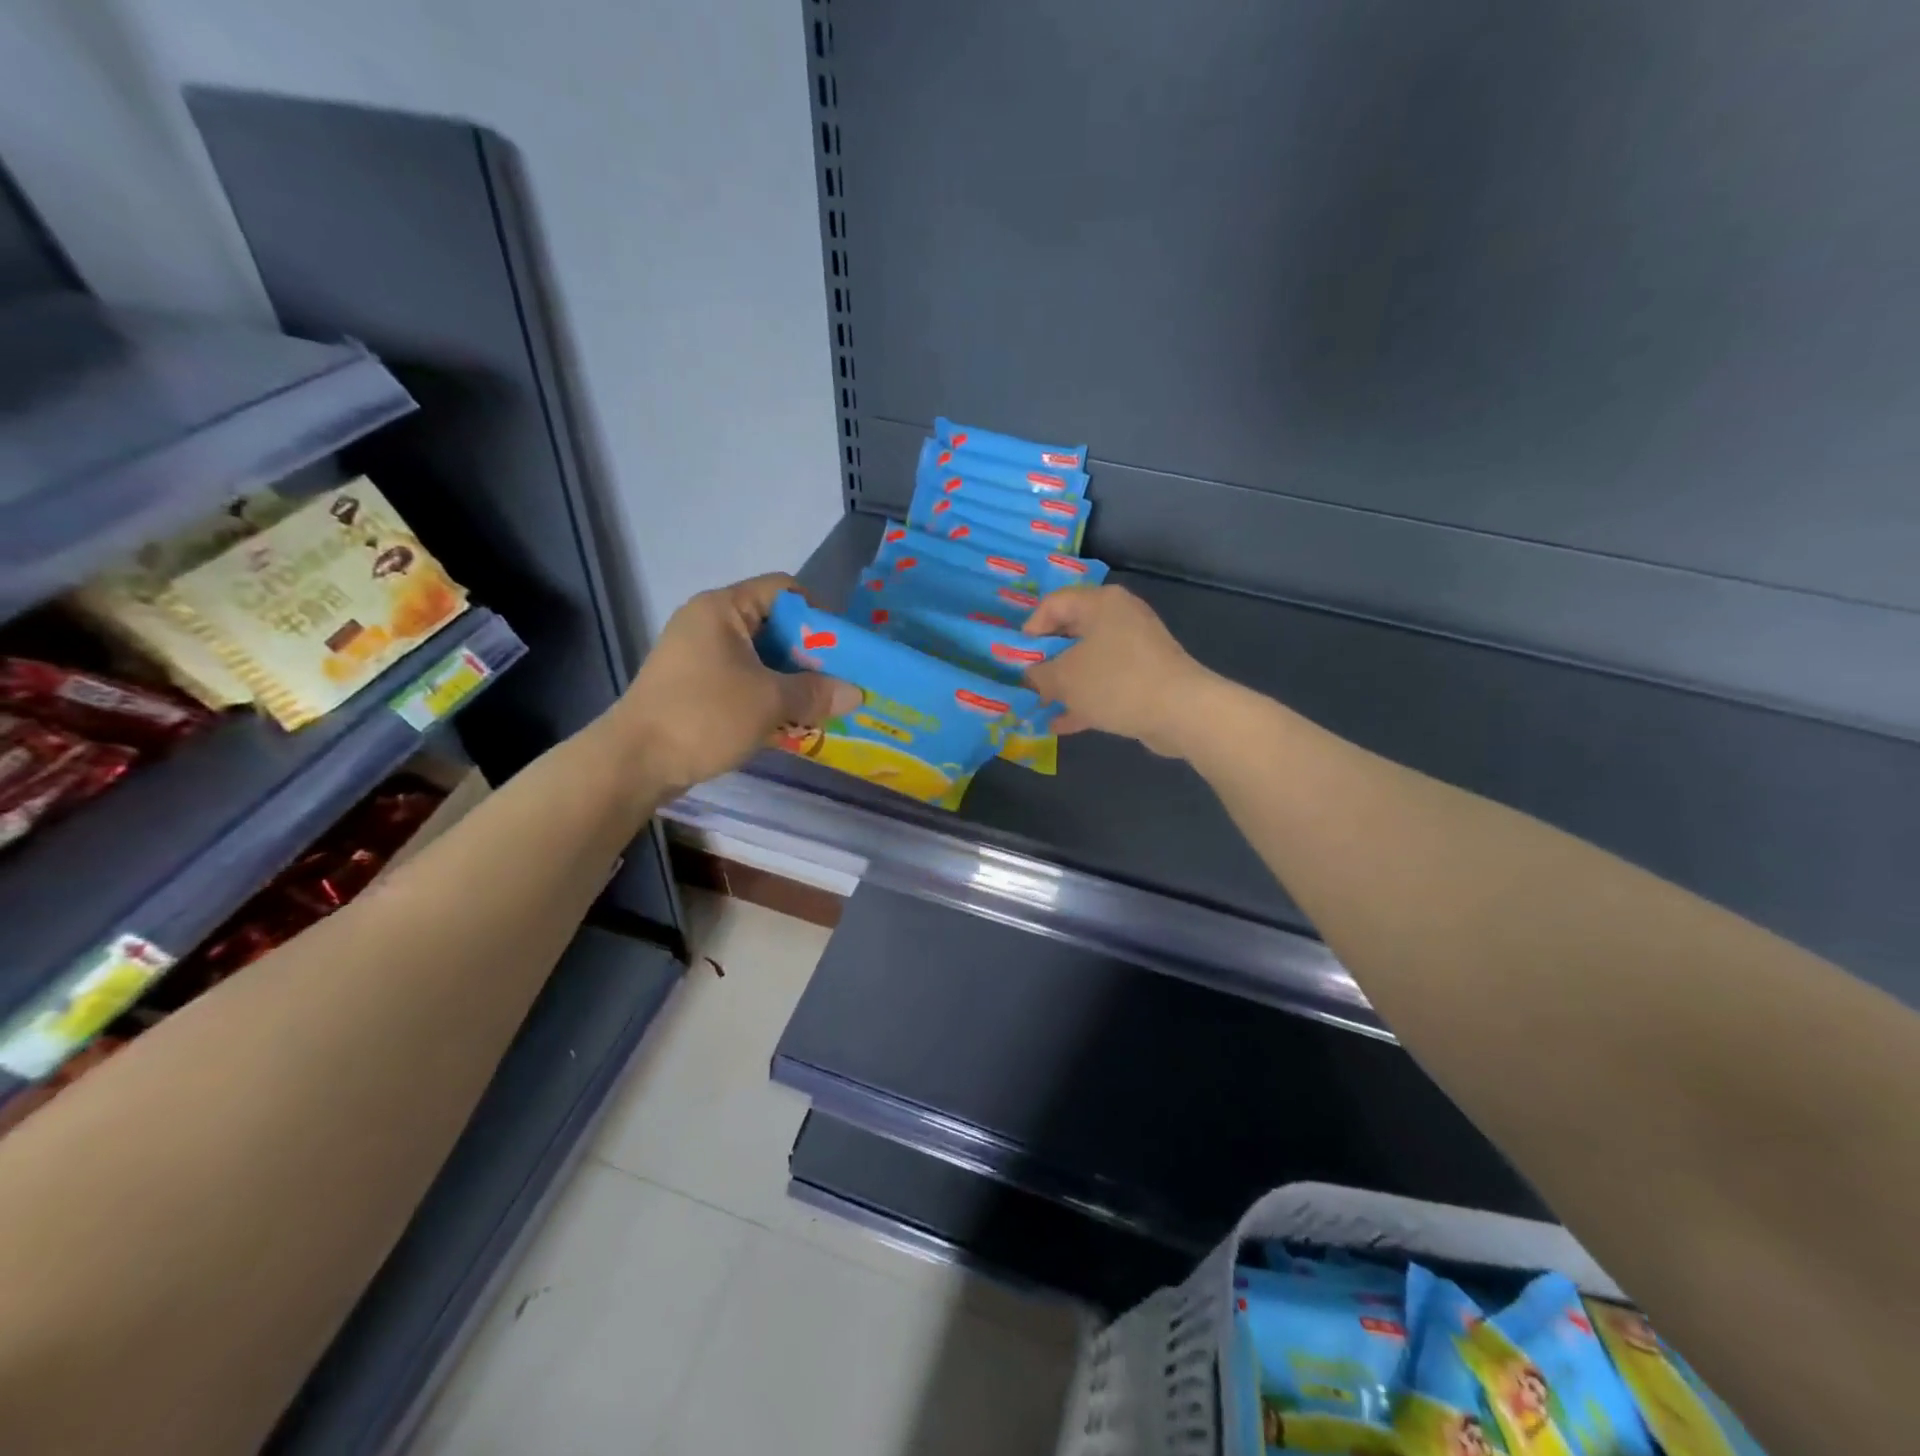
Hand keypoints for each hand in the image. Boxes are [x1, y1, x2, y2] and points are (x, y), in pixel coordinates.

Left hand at [611, 574, 859, 792]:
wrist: (634, 762)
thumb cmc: (704, 716)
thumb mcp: (769, 702)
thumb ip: (816, 693)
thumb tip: (857, 693)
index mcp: (723, 609)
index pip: (784, 590)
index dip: (819, 614)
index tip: (843, 649)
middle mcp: (709, 623)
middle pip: (774, 625)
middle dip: (810, 655)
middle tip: (839, 682)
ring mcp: (698, 655)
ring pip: (760, 657)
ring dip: (791, 680)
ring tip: (820, 705)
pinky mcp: (694, 686)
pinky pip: (743, 680)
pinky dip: (768, 695)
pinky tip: (789, 721)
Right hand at [1022, 585, 1218, 756]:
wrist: (1181, 711)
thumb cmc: (1116, 682)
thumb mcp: (1064, 678)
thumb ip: (1038, 675)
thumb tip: (1030, 677)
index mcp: (1100, 603)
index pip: (1053, 604)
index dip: (1030, 629)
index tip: (1016, 657)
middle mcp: (1120, 618)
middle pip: (1071, 632)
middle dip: (1045, 659)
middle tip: (1024, 681)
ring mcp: (1136, 649)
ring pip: (1088, 661)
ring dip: (1063, 683)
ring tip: (1038, 704)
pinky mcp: (1145, 677)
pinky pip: (1106, 684)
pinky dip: (1084, 700)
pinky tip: (1061, 724)